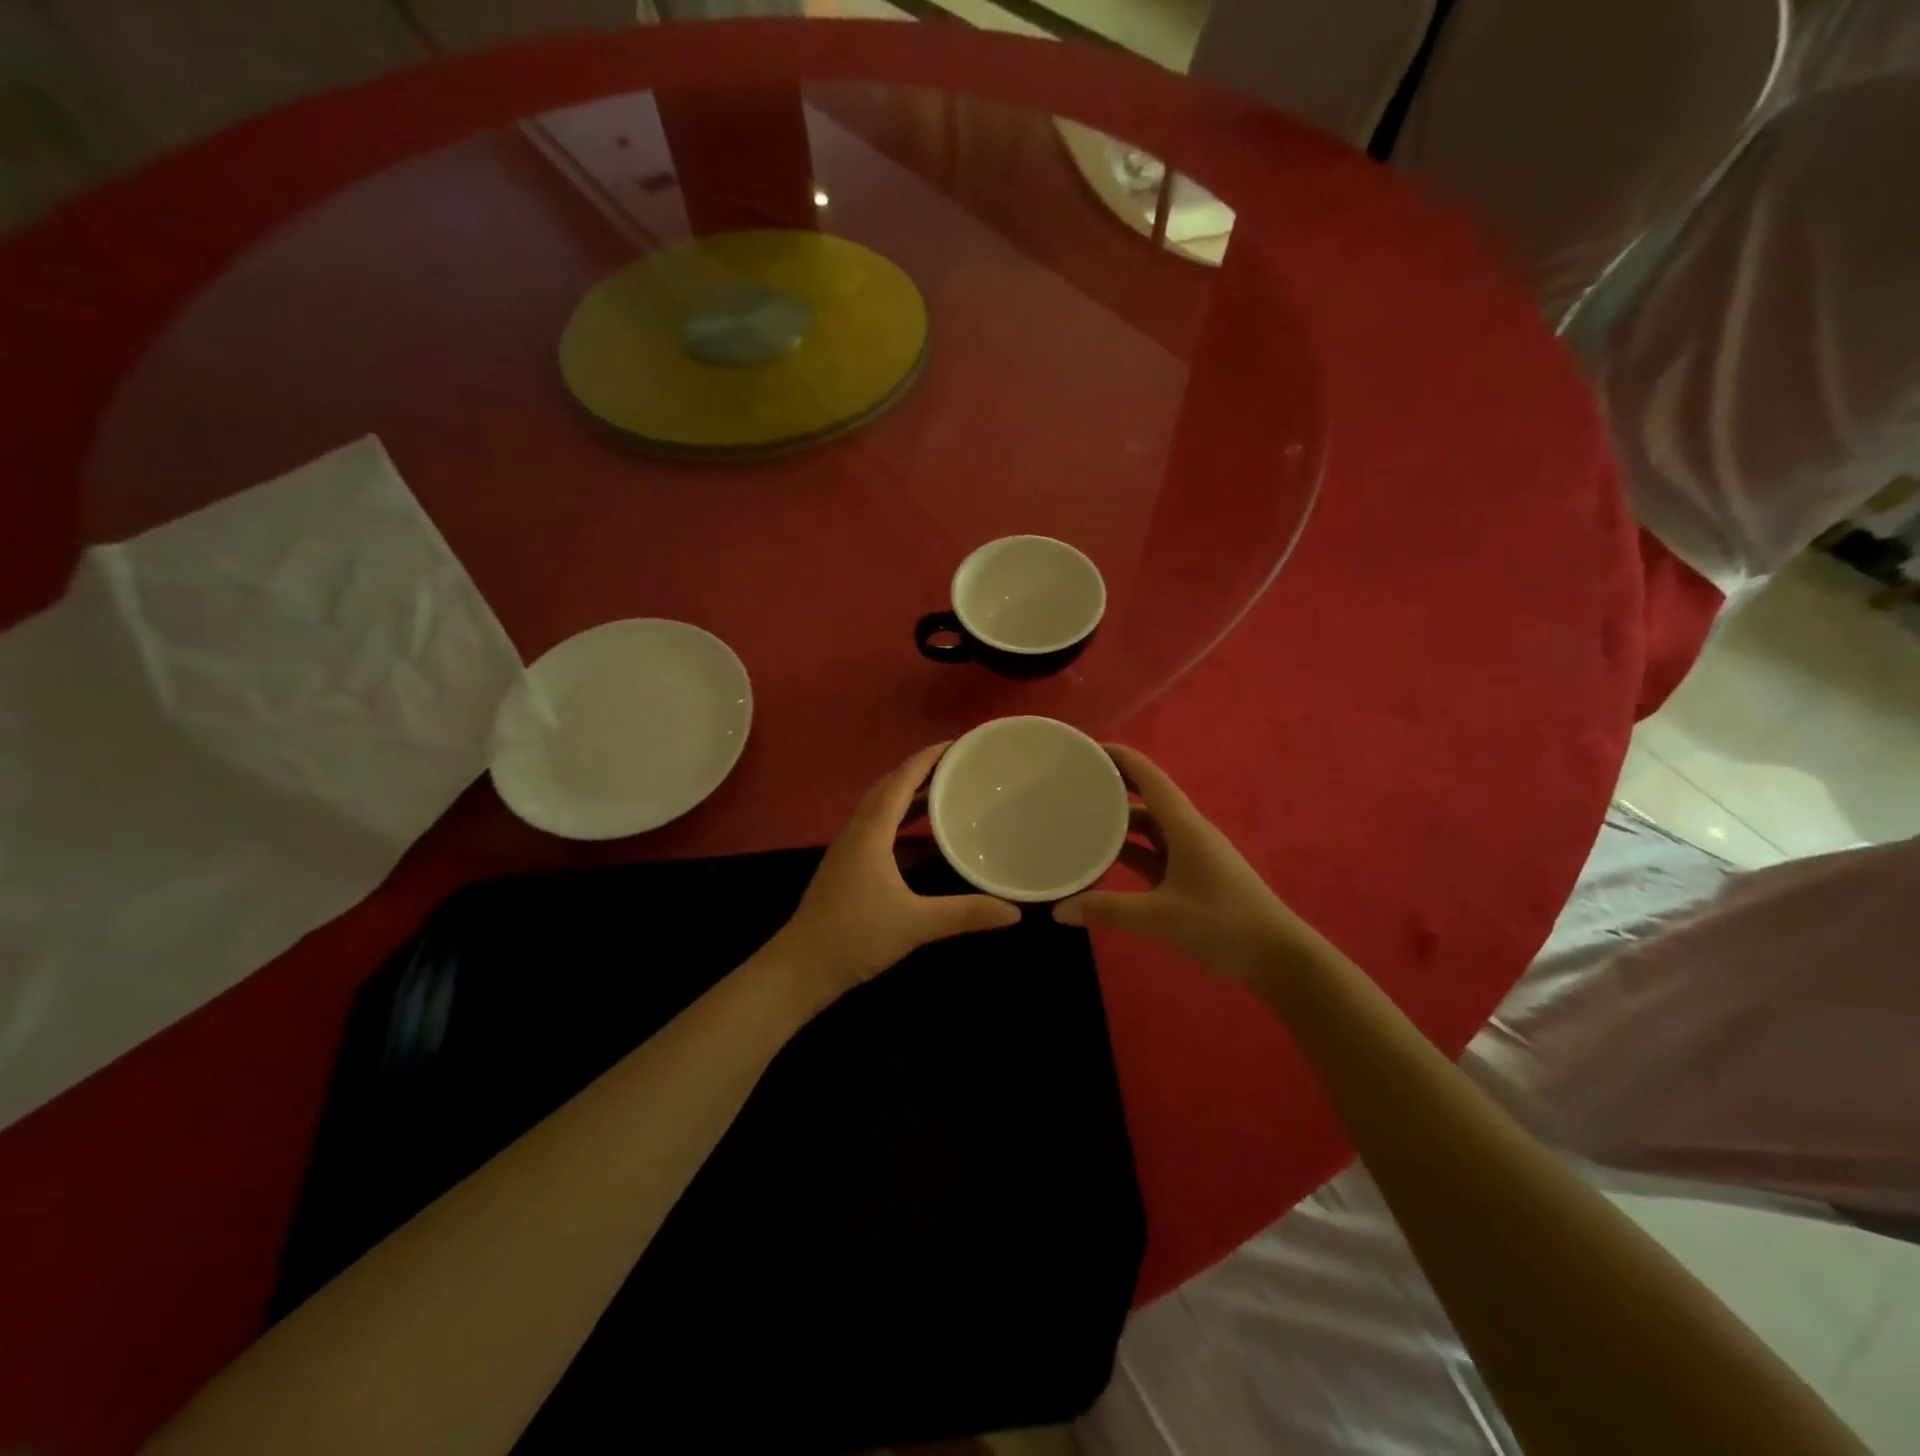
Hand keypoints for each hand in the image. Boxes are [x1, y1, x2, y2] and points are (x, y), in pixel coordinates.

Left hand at [775, 743, 1020, 994]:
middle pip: (888, 787)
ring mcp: (849, 848)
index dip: (927, 759)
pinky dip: (899, 817)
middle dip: (920, 770)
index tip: (956, 744)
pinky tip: (919, 833)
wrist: (803, 966)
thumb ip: (966, 914)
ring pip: (879, 806)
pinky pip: (876, 825)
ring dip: (908, 793)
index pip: (900, 781)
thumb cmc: (856, 936)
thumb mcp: (916, 924)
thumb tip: (1015, 912)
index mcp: (871, 832)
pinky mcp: (847, 866)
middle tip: (957, 765)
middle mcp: (857, 831)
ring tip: (943, 789)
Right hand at [1054, 745, 1324, 982]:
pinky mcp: (1190, 877)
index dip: (1117, 756)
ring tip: (1079, 818)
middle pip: (1145, 796)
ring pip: (1148, 827)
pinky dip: (1128, 851)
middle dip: (1111, 785)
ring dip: (1118, 820)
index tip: (1082, 749)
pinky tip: (1103, 860)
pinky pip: (1152, 853)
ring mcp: (1189, 854)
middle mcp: (1186, 831)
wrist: (1278, 957)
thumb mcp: (1161, 917)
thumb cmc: (1224, 923)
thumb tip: (1058, 909)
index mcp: (1184, 825)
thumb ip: (1108, 911)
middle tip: (1070, 783)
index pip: (1147, 775)